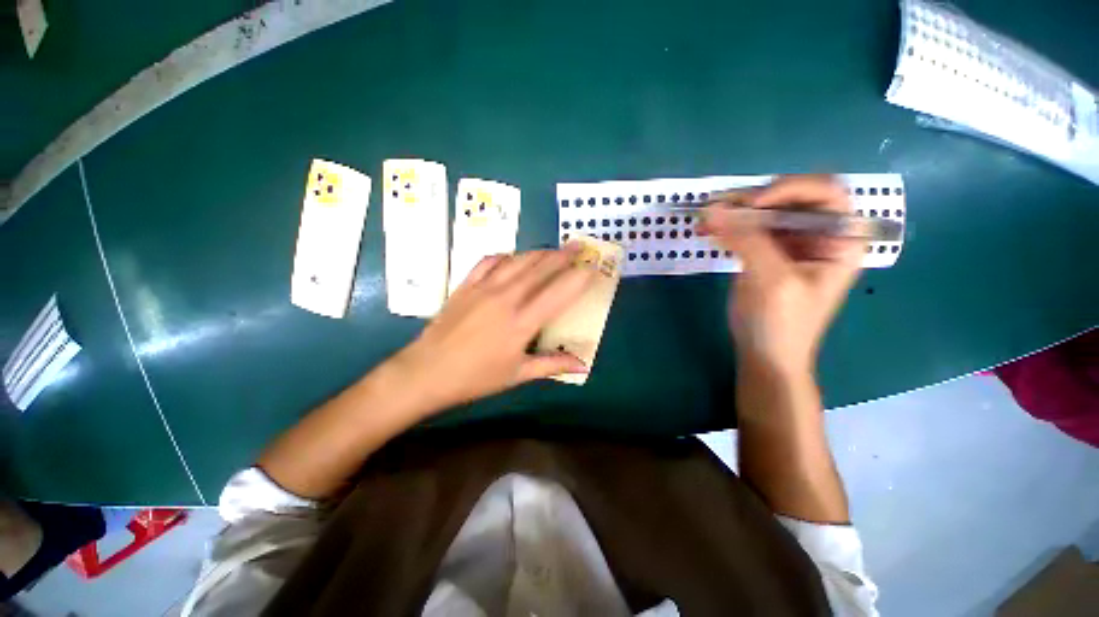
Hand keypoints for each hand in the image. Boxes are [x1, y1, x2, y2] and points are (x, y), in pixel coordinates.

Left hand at [390, 247, 595, 413]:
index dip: (579, 278)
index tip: (593, 267)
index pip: (558, 293)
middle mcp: (506, 299)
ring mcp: (484, 288)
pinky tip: (513, 257)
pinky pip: (489, 261)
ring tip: (552, 250)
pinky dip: (506, 256)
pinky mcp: (466, 285)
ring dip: (538, 253)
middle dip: (563, 255)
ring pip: (518, 261)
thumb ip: (552, 365)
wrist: (426, 372)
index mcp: (521, 323)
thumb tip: (582, 364)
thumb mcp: (517, 374)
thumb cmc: (475, 378)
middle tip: (578, 245)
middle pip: (540, 269)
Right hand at [700, 175, 863, 375]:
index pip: (825, 193)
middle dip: (753, 199)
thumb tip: (712, 210)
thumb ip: (746, 241)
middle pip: (789, 198)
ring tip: (706, 215)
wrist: (765, 354)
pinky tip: (705, 229)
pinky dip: (725, 226)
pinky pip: (745, 229)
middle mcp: (817, 235)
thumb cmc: (783, 323)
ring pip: (762, 211)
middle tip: (719, 206)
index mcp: (840, 240)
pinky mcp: (762, 253)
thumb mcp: (773, 280)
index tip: (754, 204)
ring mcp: (787, 243)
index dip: (791, 189)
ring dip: (733, 210)